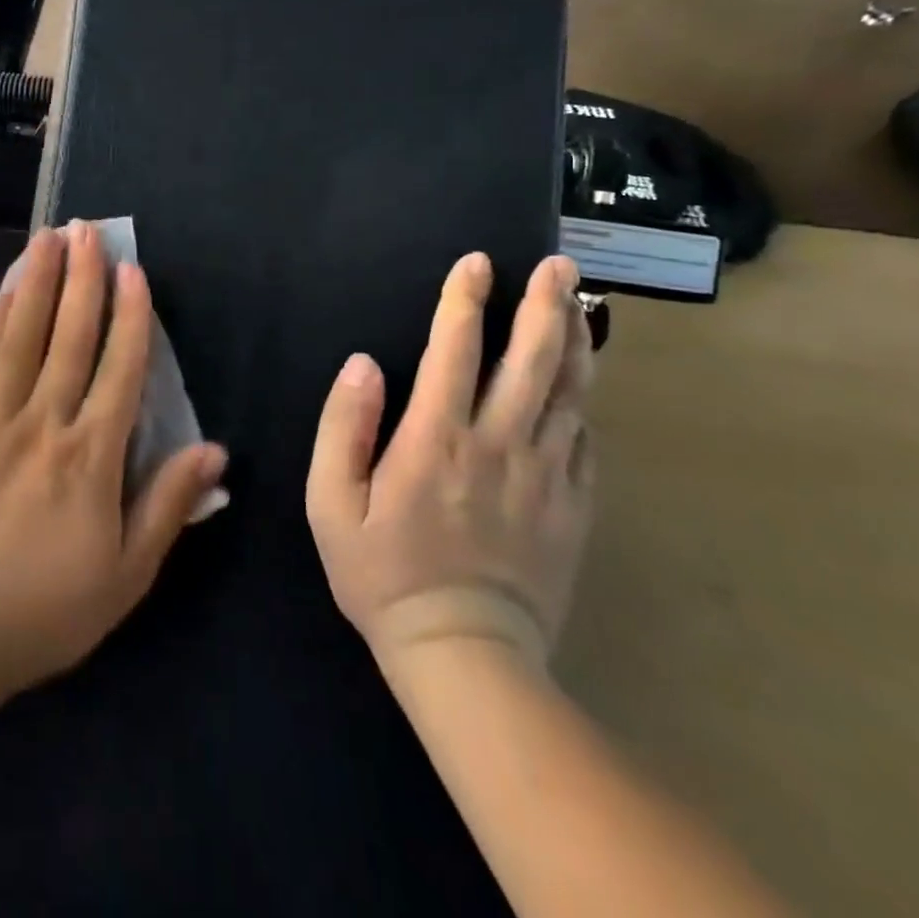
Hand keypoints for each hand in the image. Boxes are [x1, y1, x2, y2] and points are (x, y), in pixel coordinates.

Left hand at [0, 224, 227, 695]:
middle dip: (81, 278)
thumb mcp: (128, 572)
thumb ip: (169, 504)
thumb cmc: (50, 607)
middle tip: (87, 229)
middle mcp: (45, 423)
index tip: (134, 271)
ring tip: (46, 238)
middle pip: (68, 336)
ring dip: (37, 281)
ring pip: (22, 336)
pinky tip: (5, 290)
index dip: (131, 316)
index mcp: (91, 456)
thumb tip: (214, 450)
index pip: (119, 369)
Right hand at [306, 253, 594, 670]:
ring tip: (580, 302)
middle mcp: (498, 446)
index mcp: (436, 440)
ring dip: (575, 342)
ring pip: (569, 394)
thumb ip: (344, 427)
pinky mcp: (572, 508)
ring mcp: (544, 477)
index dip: (464, 300)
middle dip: (544, 305)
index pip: (454, 351)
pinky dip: (585, 403)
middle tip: (558, 264)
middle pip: (531, 361)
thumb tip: (363, 363)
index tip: (477, 263)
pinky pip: (585, 442)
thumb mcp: (332, 503)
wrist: (464, 654)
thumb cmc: (382, 573)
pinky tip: (582, 384)